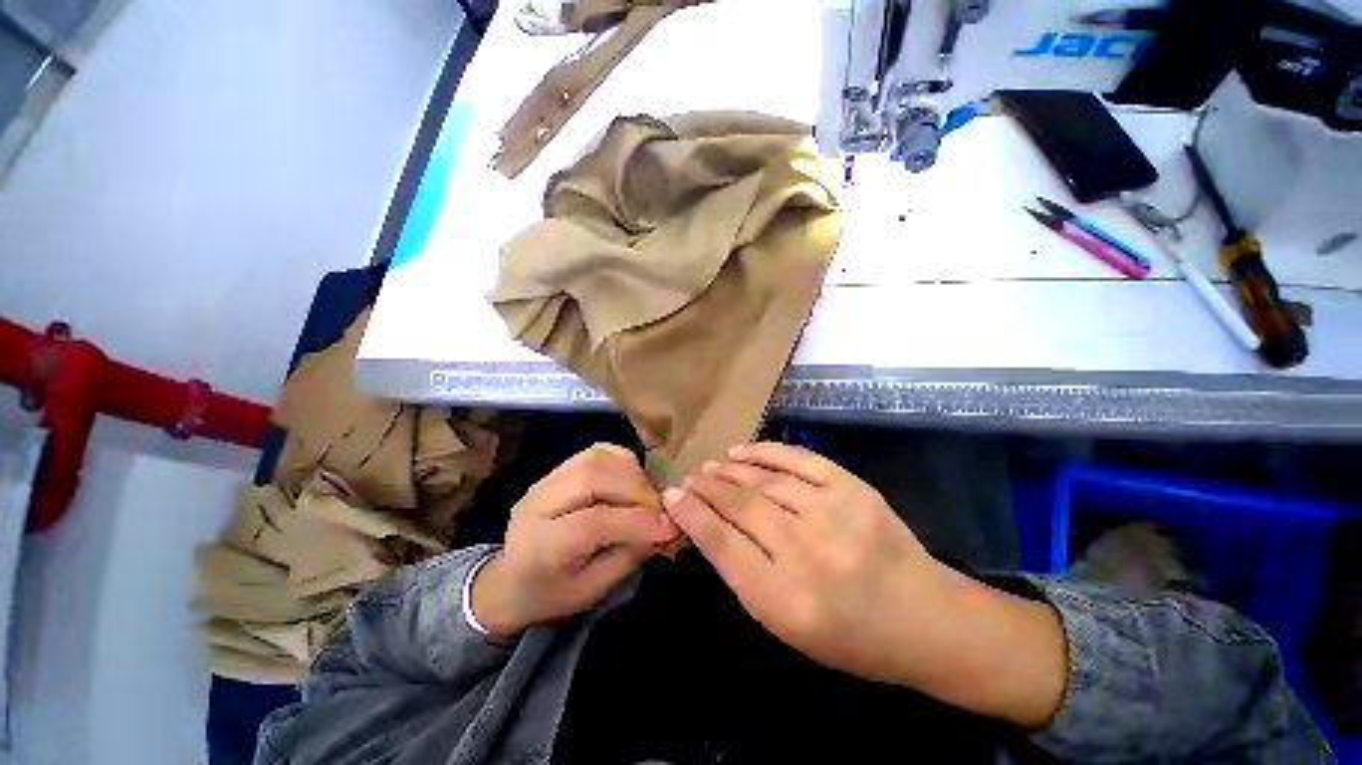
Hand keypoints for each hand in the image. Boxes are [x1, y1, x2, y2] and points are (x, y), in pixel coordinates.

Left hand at [471, 444, 677, 638]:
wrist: (511, 579)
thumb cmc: (552, 594)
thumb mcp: (592, 590)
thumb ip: (629, 555)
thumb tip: (668, 528)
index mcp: (538, 546)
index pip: (591, 523)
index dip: (634, 522)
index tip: (669, 528)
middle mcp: (537, 502)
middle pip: (593, 477)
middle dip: (637, 491)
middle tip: (660, 511)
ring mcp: (547, 479)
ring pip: (598, 457)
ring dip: (632, 474)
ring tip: (647, 498)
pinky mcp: (559, 468)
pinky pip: (598, 452)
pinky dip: (623, 463)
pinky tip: (632, 483)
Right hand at [662, 442, 936, 679]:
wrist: (924, 619)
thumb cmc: (848, 637)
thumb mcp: (785, 626)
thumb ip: (742, 575)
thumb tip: (706, 525)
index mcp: (785, 599)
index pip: (722, 544)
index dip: (691, 515)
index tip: (670, 496)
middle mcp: (806, 552)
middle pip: (740, 505)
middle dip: (706, 487)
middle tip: (689, 478)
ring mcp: (833, 513)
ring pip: (764, 479)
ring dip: (729, 469)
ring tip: (711, 466)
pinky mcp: (852, 488)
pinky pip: (797, 459)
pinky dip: (764, 451)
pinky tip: (742, 451)